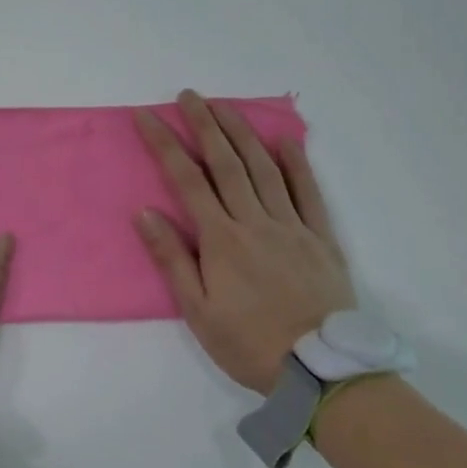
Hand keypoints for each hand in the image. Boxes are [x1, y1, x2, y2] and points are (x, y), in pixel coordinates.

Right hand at [133, 91, 355, 394]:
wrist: (322, 372)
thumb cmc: (249, 344)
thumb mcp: (197, 311)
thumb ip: (172, 258)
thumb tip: (144, 212)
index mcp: (221, 239)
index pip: (186, 179)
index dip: (164, 143)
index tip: (147, 116)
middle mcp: (255, 221)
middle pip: (226, 162)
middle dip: (204, 124)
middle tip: (188, 95)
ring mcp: (292, 226)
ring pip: (264, 168)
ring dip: (242, 133)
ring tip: (225, 106)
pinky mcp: (321, 238)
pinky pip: (309, 192)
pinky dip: (297, 163)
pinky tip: (286, 140)